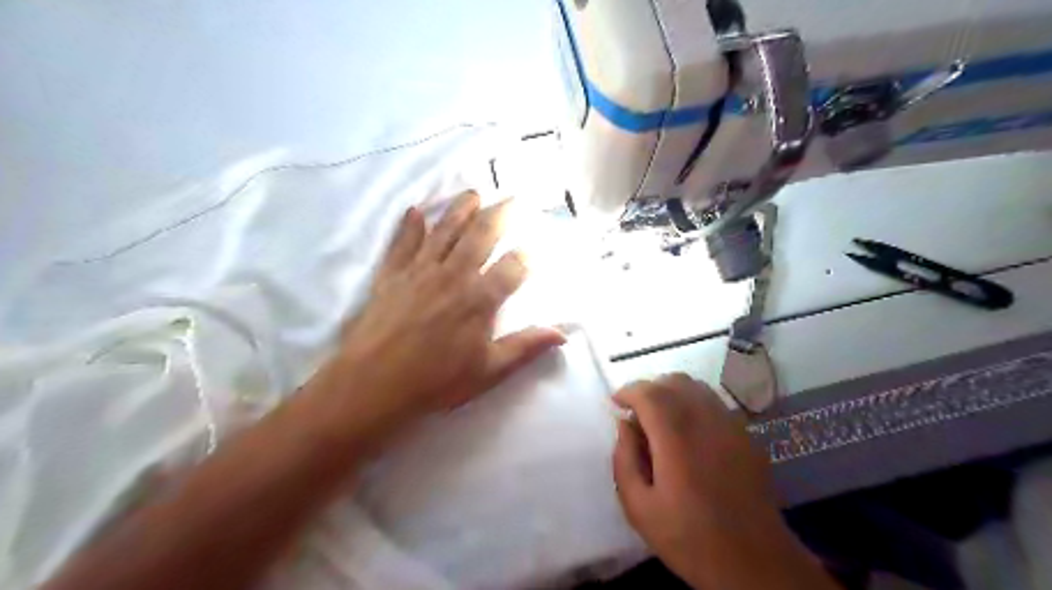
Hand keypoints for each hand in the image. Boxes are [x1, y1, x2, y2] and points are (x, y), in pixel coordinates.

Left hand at [320, 195, 567, 433]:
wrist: (373, 382)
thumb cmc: (436, 380)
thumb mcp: (488, 371)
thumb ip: (525, 347)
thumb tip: (562, 334)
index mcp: (480, 299)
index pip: (512, 267)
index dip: (526, 257)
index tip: (533, 250)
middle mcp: (454, 274)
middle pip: (481, 235)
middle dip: (500, 214)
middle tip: (512, 198)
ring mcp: (420, 269)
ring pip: (445, 230)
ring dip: (461, 208)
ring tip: (473, 193)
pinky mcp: (391, 273)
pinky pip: (403, 242)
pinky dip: (410, 225)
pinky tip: (415, 211)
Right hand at [614, 376, 833, 586]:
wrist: (755, 562)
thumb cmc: (690, 539)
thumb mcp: (639, 507)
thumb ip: (624, 460)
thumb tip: (624, 425)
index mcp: (676, 437)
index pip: (649, 392)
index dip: (628, 391)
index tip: (616, 404)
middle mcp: (705, 421)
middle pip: (673, 381)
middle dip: (649, 389)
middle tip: (636, 415)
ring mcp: (730, 425)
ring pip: (696, 387)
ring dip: (672, 393)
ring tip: (660, 420)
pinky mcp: (745, 435)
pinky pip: (714, 403)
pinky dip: (693, 404)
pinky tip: (688, 433)